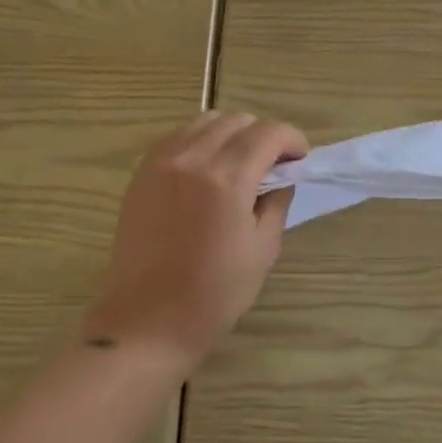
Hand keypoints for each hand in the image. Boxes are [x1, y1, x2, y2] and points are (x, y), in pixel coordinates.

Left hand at [83, 112, 306, 366]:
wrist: (147, 321)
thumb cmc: (214, 294)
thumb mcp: (263, 249)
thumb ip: (276, 202)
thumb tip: (280, 177)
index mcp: (227, 180)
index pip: (269, 133)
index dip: (292, 140)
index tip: (300, 160)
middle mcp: (192, 159)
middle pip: (237, 121)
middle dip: (264, 136)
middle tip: (273, 165)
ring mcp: (160, 162)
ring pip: (205, 122)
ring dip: (231, 134)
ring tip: (239, 165)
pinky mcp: (141, 173)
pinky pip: (177, 137)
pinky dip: (200, 141)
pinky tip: (207, 170)